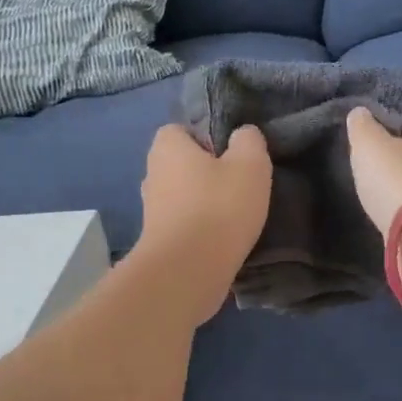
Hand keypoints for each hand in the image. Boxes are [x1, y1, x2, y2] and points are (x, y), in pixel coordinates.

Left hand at [136, 124, 272, 320]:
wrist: (188, 270)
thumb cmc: (219, 208)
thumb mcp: (250, 165)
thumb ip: (249, 141)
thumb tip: (243, 135)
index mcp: (167, 146)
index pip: (181, 130)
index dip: (206, 138)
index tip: (232, 156)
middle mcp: (152, 174)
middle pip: (182, 165)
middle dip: (206, 174)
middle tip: (238, 186)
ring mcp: (151, 211)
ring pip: (183, 197)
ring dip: (204, 205)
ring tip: (235, 217)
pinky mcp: (158, 242)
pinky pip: (183, 226)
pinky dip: (200, 230)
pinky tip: (223, 241)